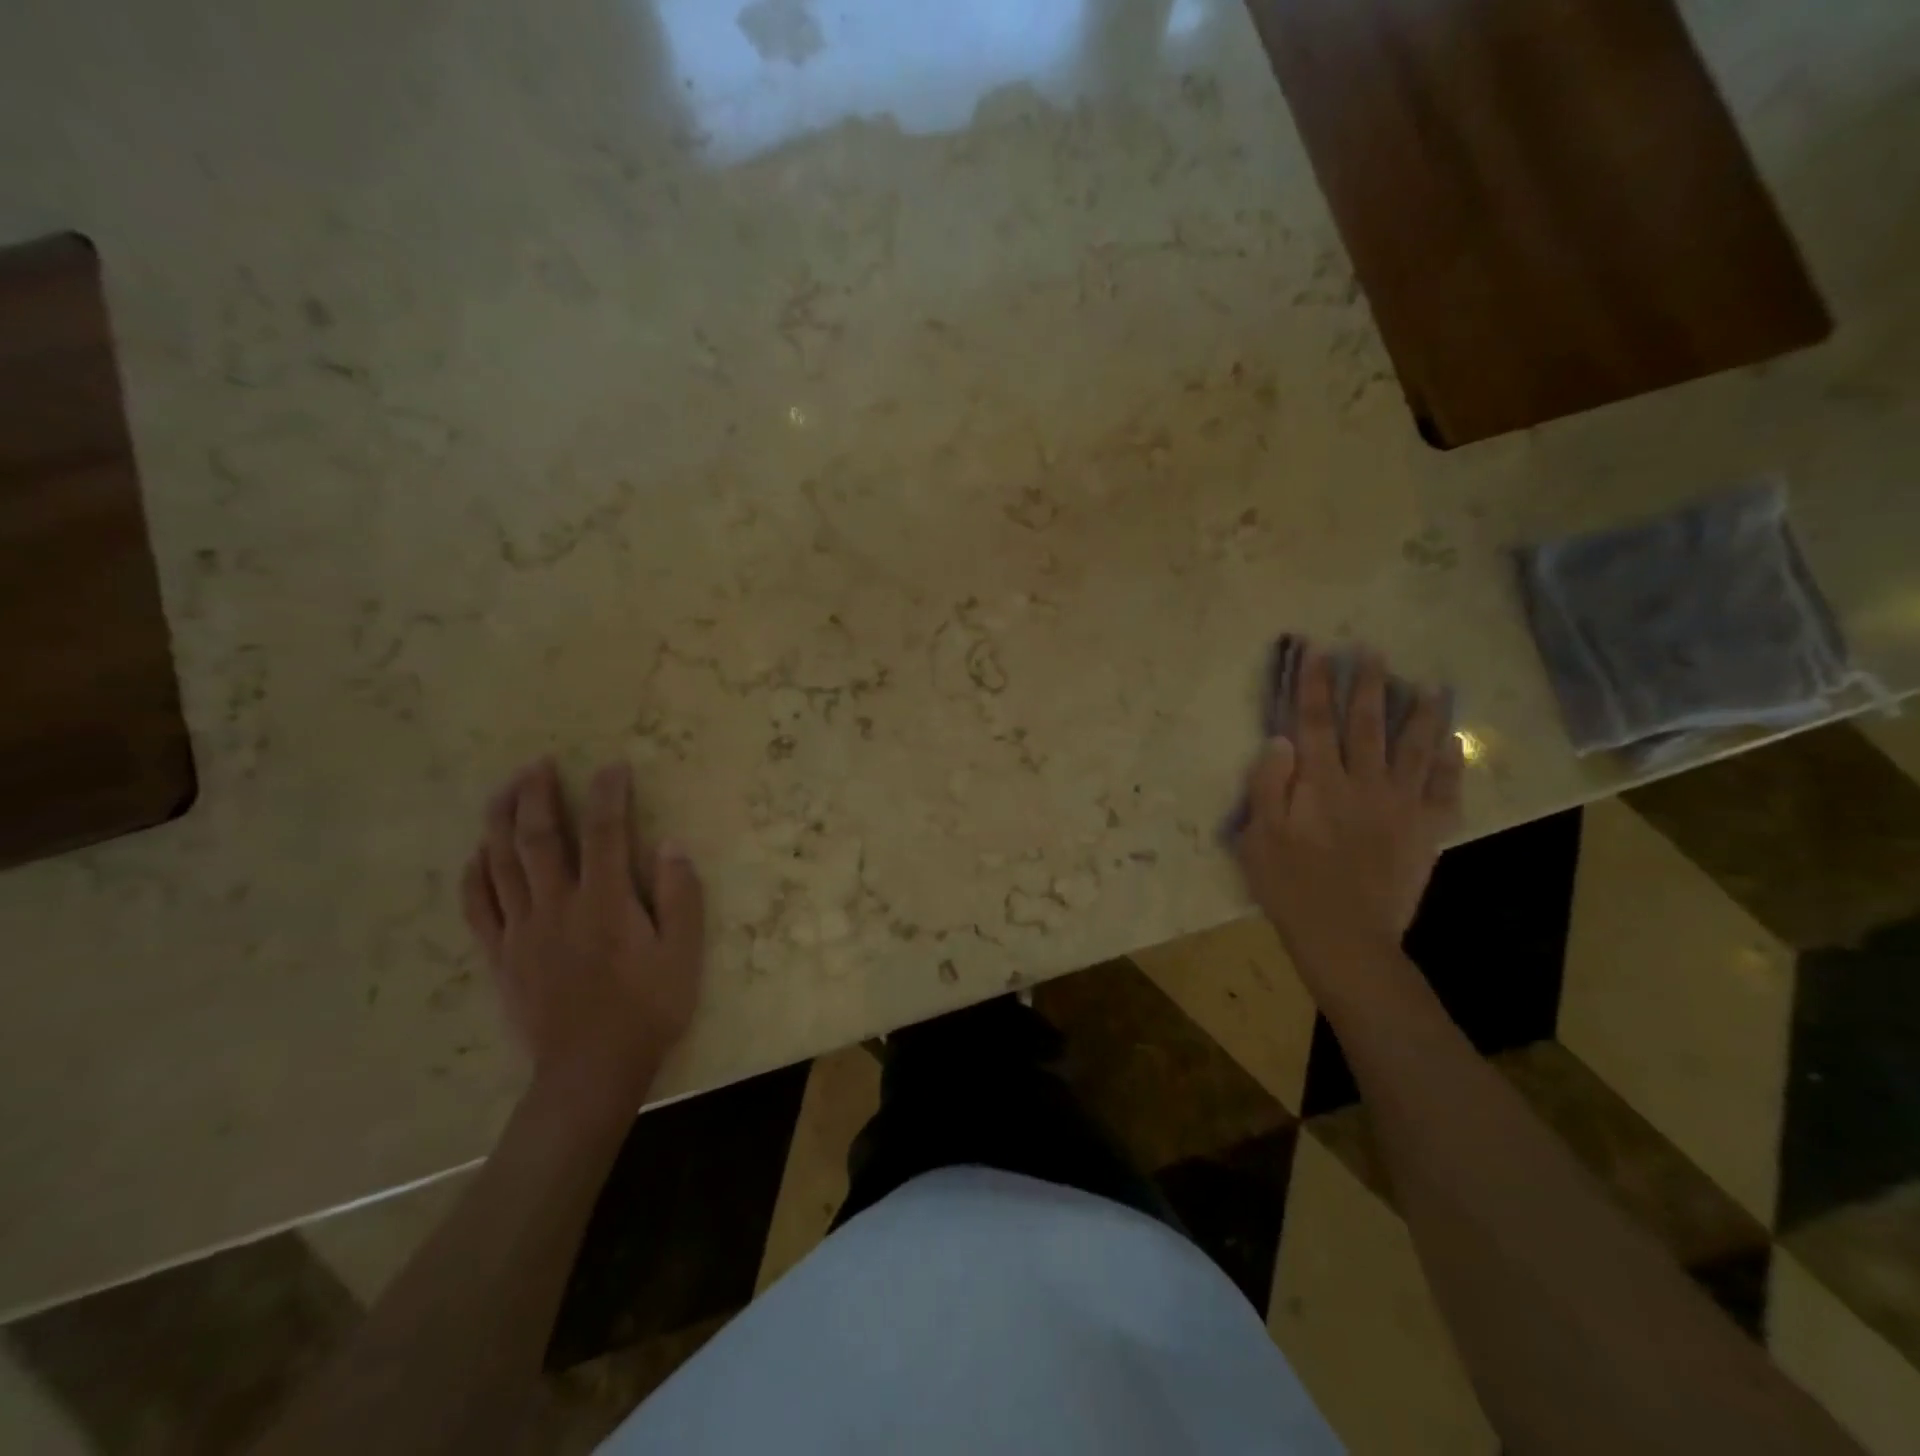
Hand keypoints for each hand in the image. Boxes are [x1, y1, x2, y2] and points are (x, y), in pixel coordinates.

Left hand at [461, 759, 705, 1113]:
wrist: (590, 1071)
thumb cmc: (648, 1009)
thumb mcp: (683, 955)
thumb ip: (680, 897)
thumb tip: (671, 846)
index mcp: (605, 902)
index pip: (604, 832)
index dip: (609, 794)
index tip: (613, 766)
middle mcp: (557, 906)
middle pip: (538, 838)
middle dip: (537, 795)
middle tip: (538, 763)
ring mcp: (521, 931)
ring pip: (500, 864)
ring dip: (499, 821)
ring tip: (503, 789)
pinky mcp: (500, 956)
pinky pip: (477, 907)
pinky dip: (474, 875)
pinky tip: (477, 853)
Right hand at [1236, 646, 1463, 970]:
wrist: (1345, 936)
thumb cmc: (1290, 886)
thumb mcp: (1259, 836)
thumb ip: (1268, 785)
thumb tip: (1281, 739)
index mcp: (1320, 783)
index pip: (1314, 722)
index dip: (1316, 685)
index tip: (1320, 651)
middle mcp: (1364, 784)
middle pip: (1366, 724)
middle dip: (1368, 685)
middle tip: (1374, 651)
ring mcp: (1401, 806)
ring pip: (1414, 748)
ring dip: (1421, 713)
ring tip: (1430, 685)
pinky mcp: (1426, 831)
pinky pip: (1445, 790)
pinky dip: (1452, 764)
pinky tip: (1454, 743)